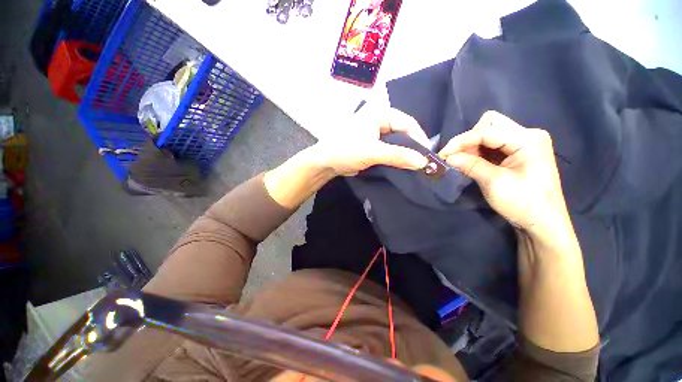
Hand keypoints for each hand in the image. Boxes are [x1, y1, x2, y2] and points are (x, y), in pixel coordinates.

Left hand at [312, 105, 429, 175]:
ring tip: (415, 166)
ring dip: (405, 154)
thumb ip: (398, 156)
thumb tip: (423, 162)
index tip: (427, 156)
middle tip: (423, 163)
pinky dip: (396, 157)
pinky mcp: (373, 145)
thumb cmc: (346, 150)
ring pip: (397, 142)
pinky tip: (403, 166)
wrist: (326, 162)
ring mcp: (376, 133)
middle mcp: (380, 120)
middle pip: (403, 132)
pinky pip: (390, 149)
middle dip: (413, 147)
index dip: (419, 139)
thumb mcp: (373, 152)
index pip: (407, 123)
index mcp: (380, 113)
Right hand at [439, 111, 569, 233]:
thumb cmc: (523, 204)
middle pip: (490, 124)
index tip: (442, 154)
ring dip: (471, 146)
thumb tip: (447, 157)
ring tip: (460, 161)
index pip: (487, 131)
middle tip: (455, 157)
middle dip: (468, 139)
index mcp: (528, 140)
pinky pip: (492, 144)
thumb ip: (470, 165)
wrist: (543, 222)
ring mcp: (524, 142)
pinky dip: (478, 151)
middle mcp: (528, 135)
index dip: (461, 141)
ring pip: (489, 133)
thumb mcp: (494, 183)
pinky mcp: (519, 151)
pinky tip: (471, 162)